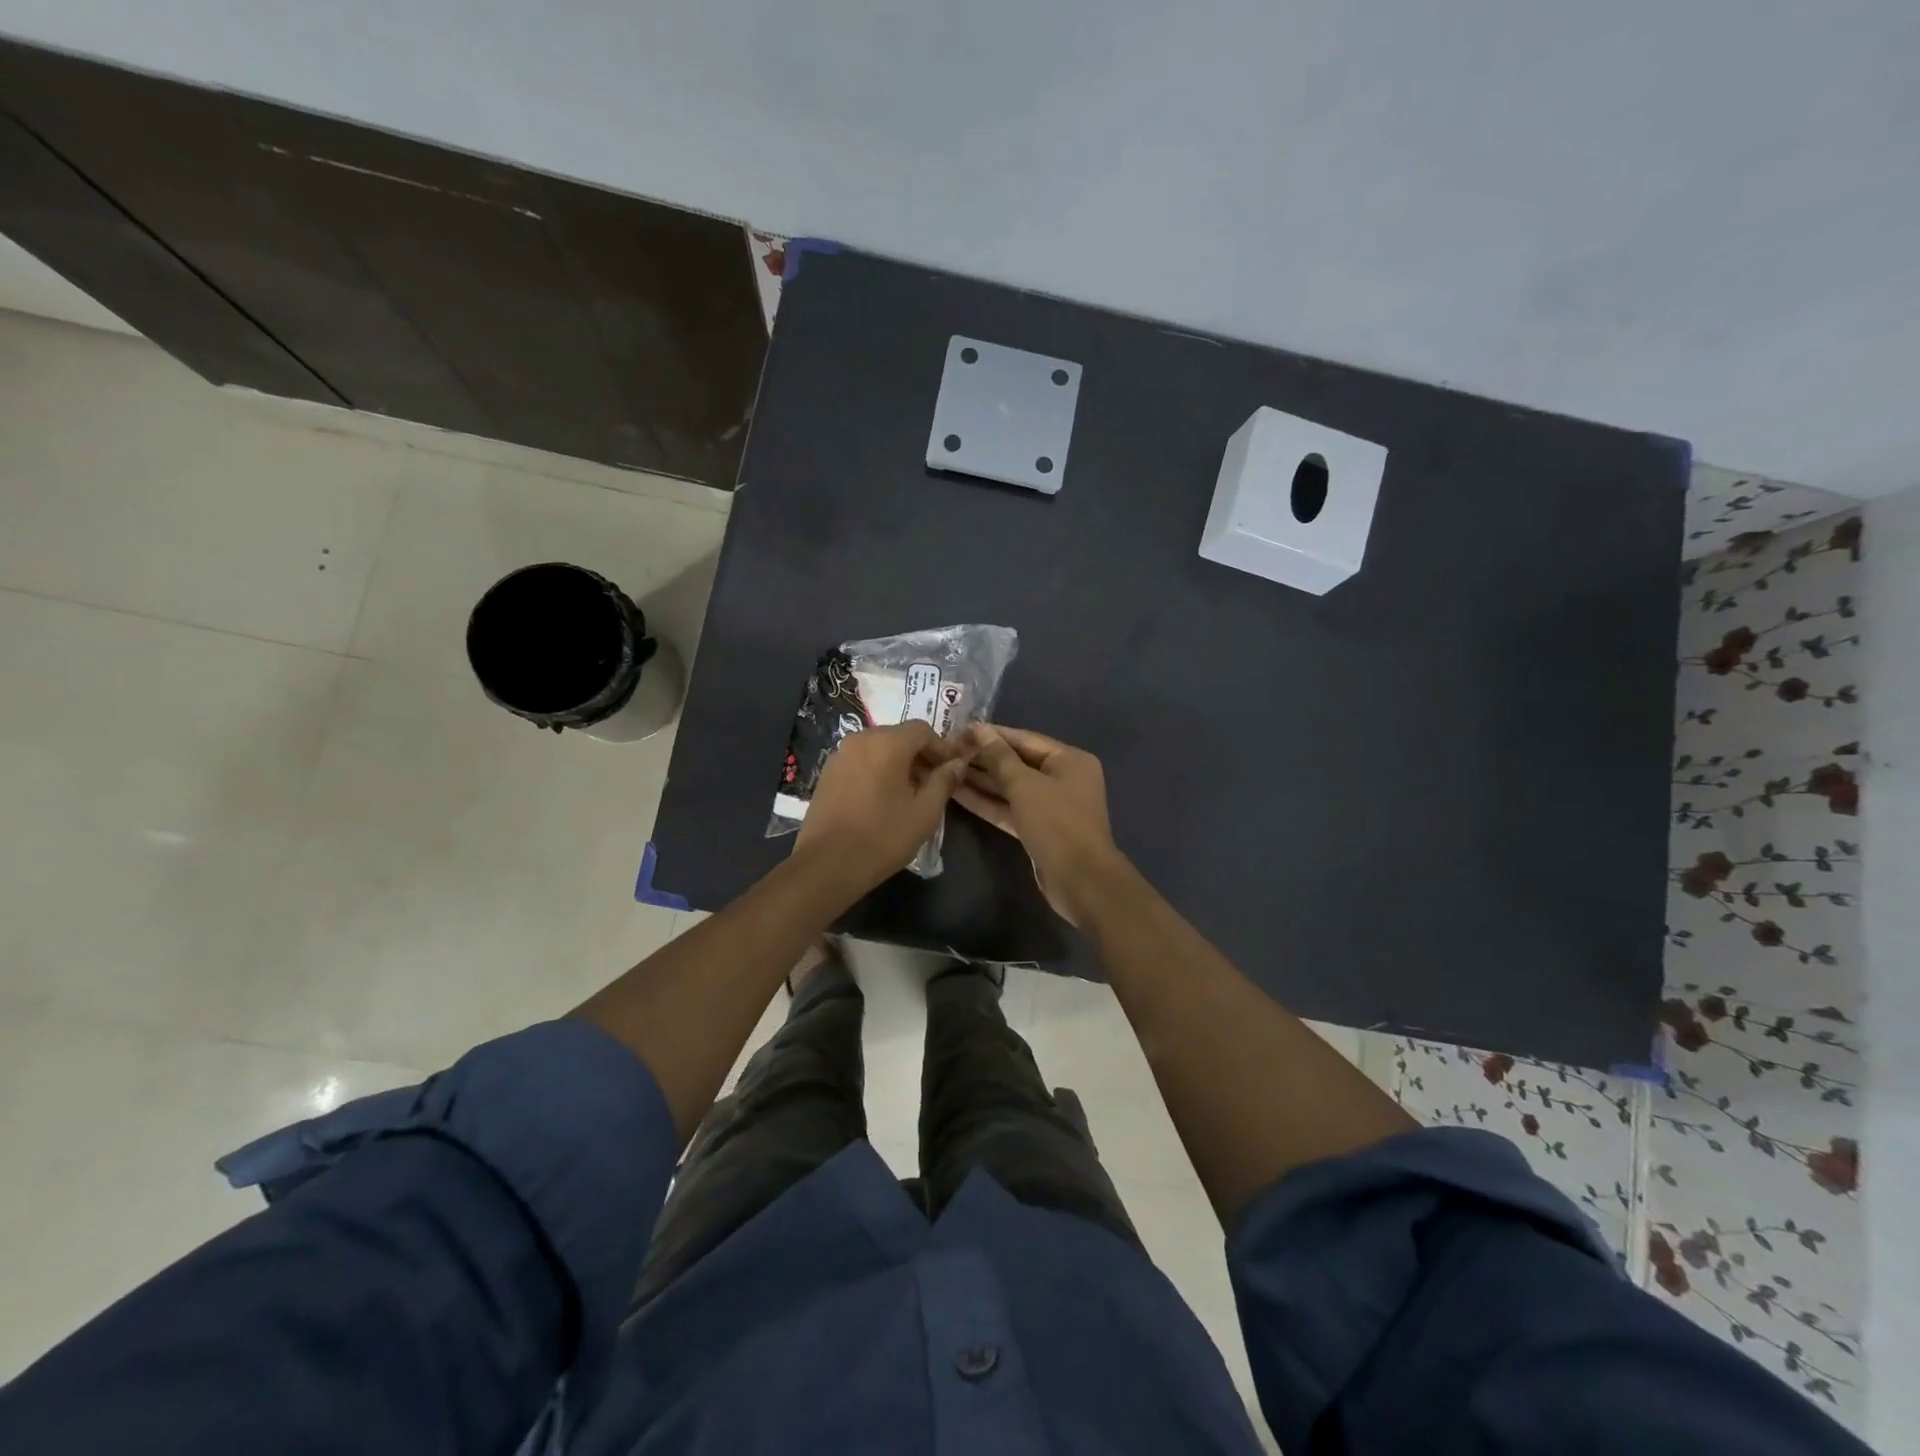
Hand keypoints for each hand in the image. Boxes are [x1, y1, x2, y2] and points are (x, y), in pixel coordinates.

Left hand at [794, 720, 970, 895]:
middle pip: (899, 736)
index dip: (942, 748)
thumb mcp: (924, 812)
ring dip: (899, 763)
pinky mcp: (827, 773)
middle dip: (920, 755)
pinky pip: (861, 761)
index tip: (953, 770)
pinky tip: (883, 798)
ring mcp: (840, 755)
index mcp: (887, 743)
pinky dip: (877, 770)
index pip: (922, 730)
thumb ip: (944, 781)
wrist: (827, 864)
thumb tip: (957, 763)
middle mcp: (861, 739)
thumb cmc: (883, 837)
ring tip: (910, 793)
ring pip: (879, 748)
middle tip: (935, 783)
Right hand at [954, 724, 1127, 924]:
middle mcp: (1062, 778)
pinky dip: (987, 802)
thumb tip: (980, 730)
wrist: (1080, 880)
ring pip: (1011, 787)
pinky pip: (1010, 808)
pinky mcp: (1038, 829)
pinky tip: (957, 793)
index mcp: (1069, 760)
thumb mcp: (1025, 785)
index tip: (960, 730)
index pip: (1025, 739)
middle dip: (984, 758)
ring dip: (981, 780)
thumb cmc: (1056, 823)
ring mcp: (1050, 806)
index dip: (992, 735)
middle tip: (948, 750)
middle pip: (1017, 762)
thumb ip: (999, 757)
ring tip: (946, 769)